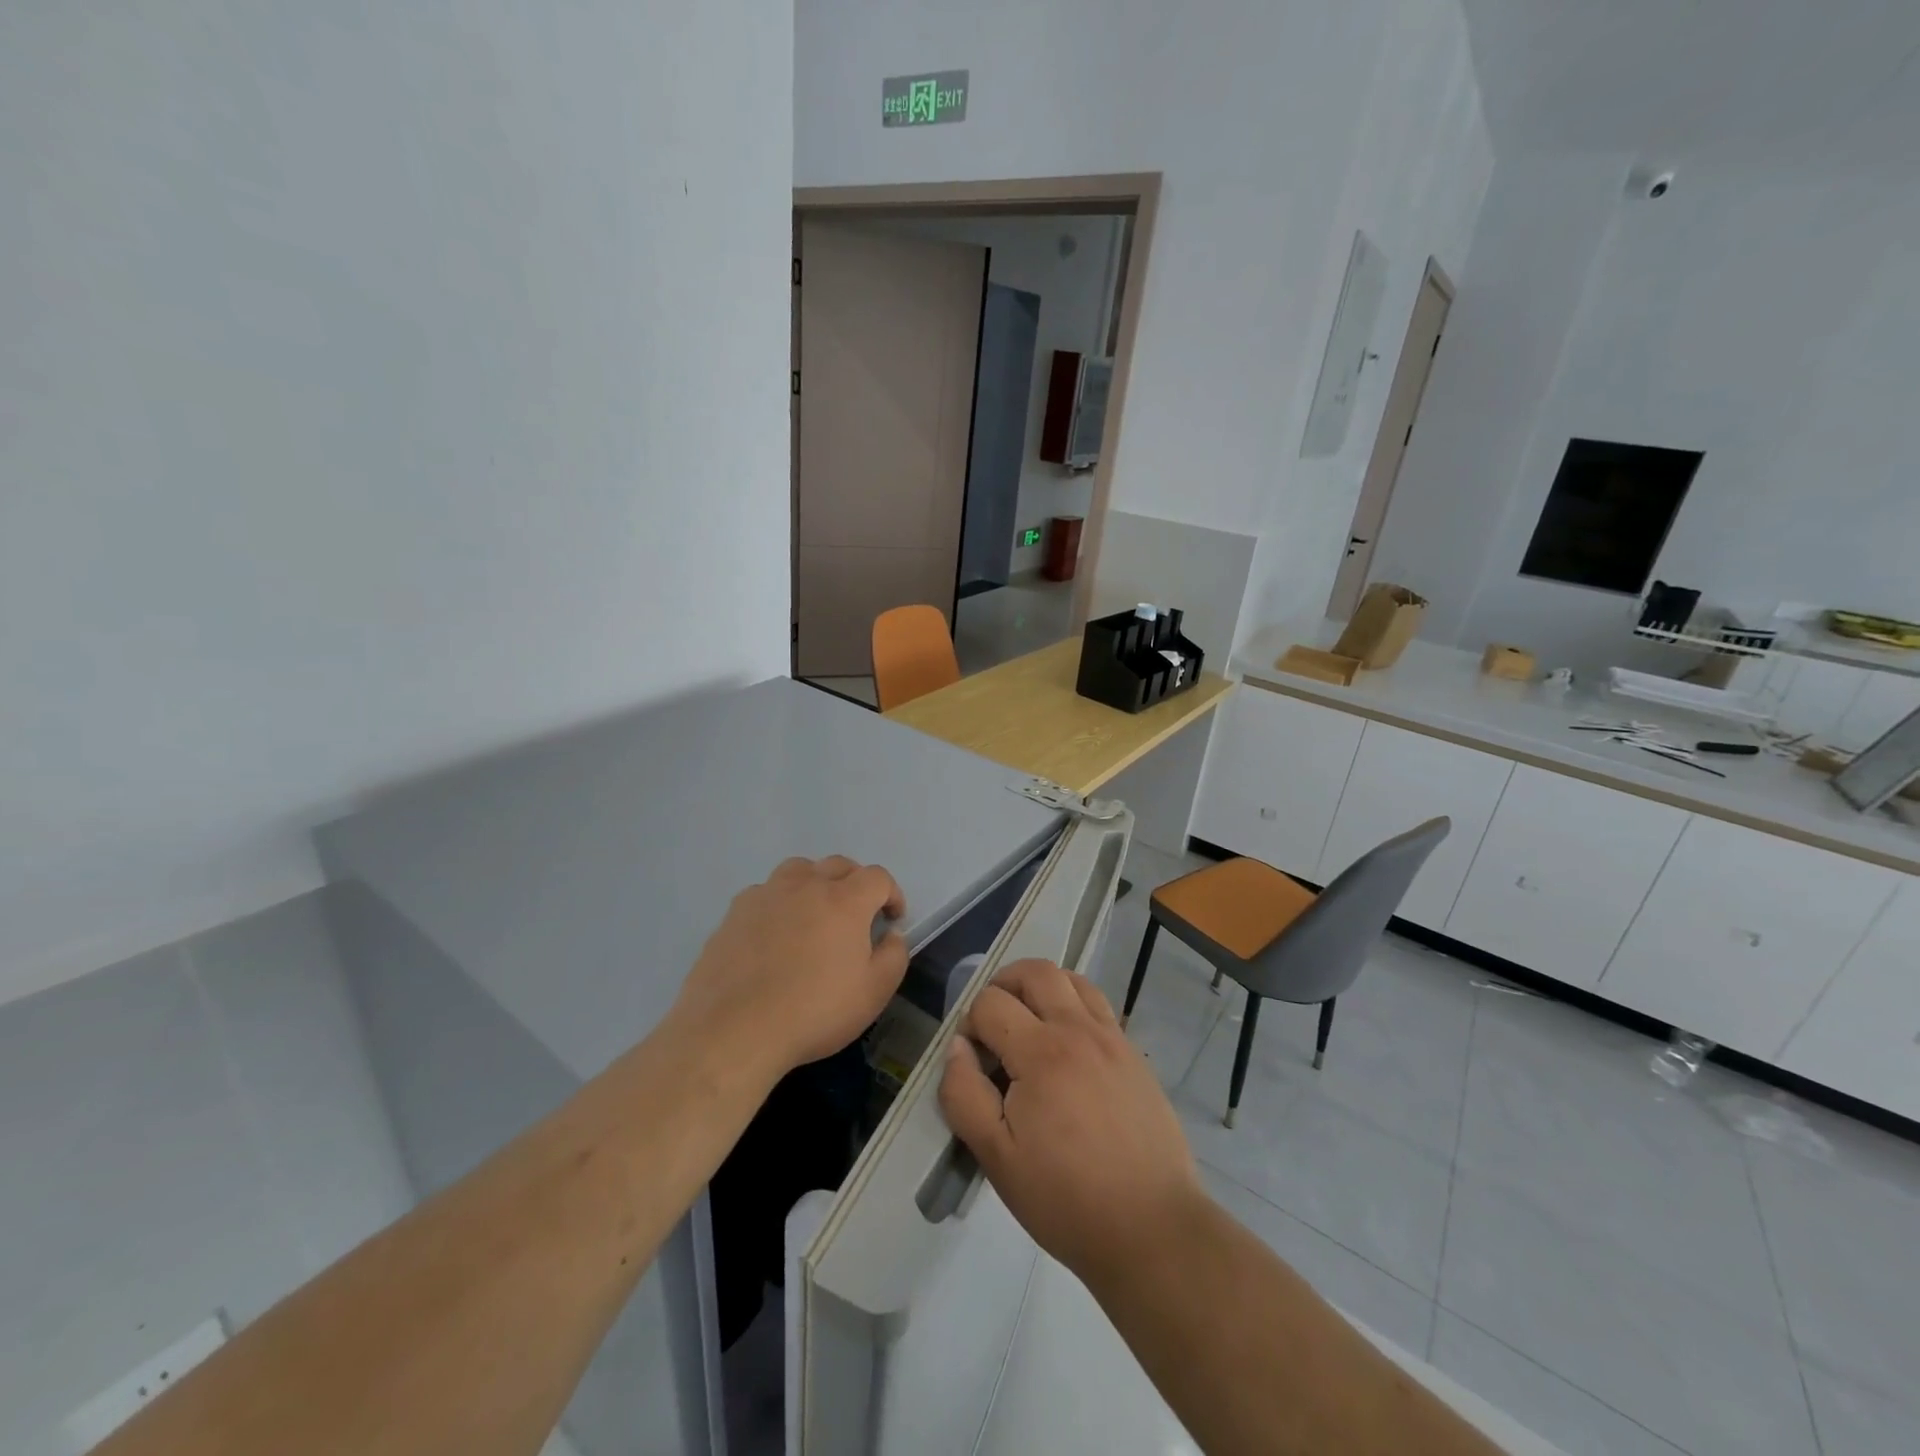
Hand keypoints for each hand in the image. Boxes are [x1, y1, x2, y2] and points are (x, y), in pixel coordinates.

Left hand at [675, 856, 907, 1084]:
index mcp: (845, 900)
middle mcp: (806, 885)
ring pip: (799, 870)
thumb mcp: (873, 994)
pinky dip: (779, 903)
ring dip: (815, 883)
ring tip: (814, 913)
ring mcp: (766, 894)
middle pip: (838, 865)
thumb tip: (891, 935)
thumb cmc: (814, 1012)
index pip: (877, 877)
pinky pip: (765, 892)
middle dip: (856, 883)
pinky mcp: (735, 912)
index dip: (891, 893)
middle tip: (857, 915)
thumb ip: (893, 956)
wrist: (734, 1029)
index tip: (892, 919)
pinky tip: (774, 933)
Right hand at [939, 959, 1202, 1289]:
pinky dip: (1073, 1005)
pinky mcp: (1134, 1055)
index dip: (970, 1022)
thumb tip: (957, 1048)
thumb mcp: (997, 1158)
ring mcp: (1112, 1038)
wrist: (1152, 1228)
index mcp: (1041, 1052)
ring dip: (1042, 987)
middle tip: (992, 1021)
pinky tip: (1066, 1046)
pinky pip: (1099, 1005)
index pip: (991, 1002)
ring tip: (1028, 1023)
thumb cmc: (1066, 1198)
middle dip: (1004, 983)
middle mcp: (1078, 1030)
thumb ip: (964, 1095)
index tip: (972, 1060)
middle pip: (1035, 971)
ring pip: (1072, 980)